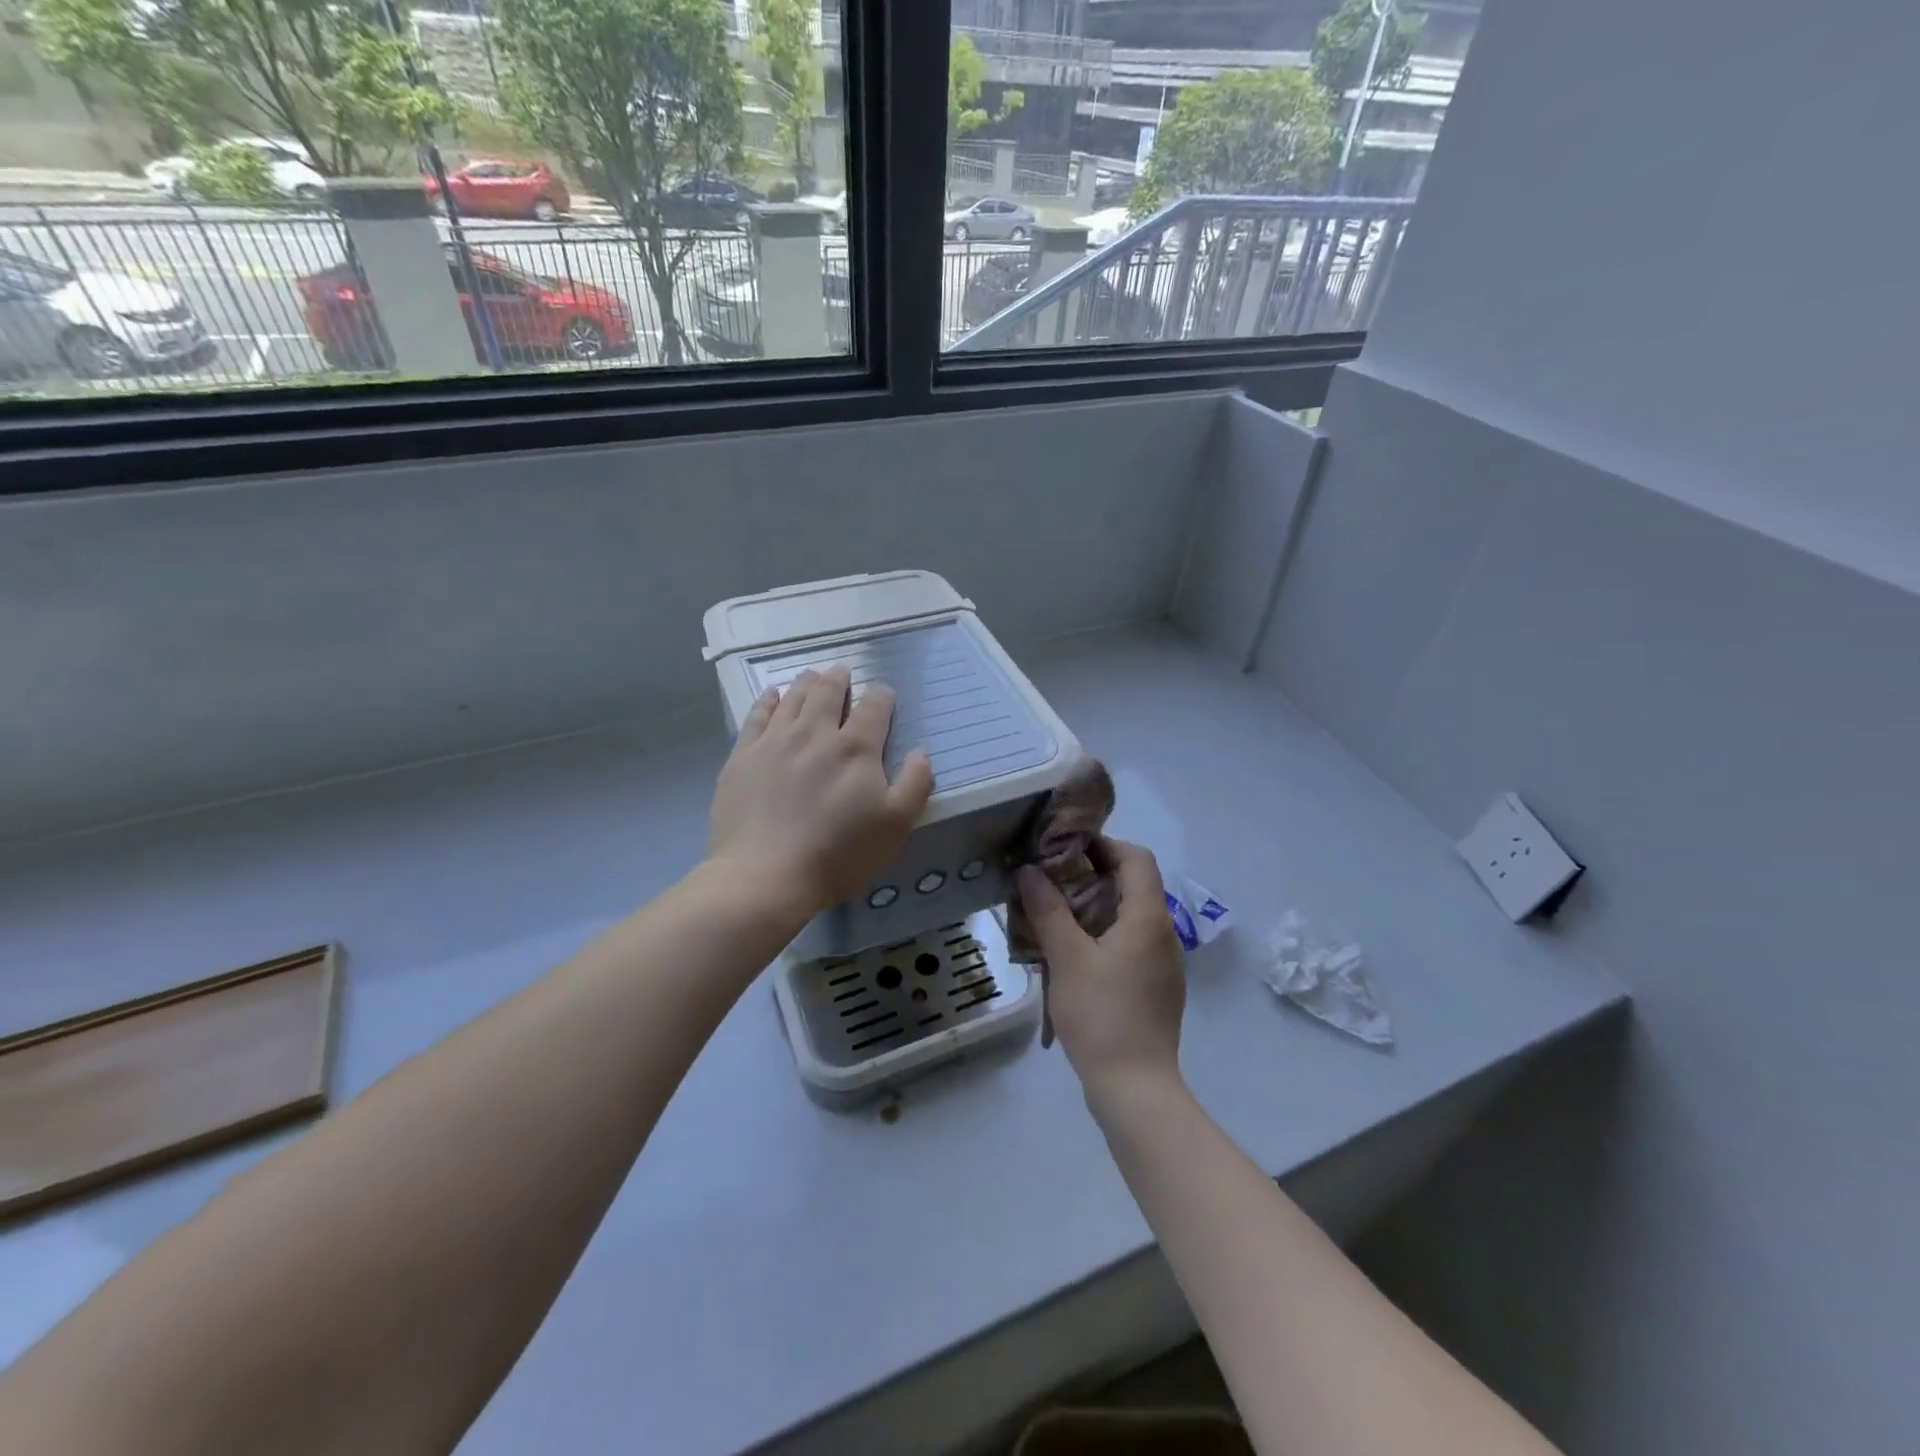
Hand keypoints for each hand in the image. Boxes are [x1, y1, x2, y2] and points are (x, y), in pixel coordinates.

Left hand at [707, 665, 935, 920]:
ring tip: (813, 675)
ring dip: (807, 682)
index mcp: (856, 748)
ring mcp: (775, 741)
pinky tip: (773, 695)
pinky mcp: (743, 756)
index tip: (884, 695)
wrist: (765, 876)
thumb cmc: (838, 854)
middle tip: (843, 671)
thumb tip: (920, 752)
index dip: (882, 697)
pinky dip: (768, 700)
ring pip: (793, 698)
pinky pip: (757, 715)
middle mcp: (815, 733)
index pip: (874, 708)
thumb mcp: (895, 826)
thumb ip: (915, 784)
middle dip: (840, 679)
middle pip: (829, 692)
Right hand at [1016, 838, 1184, 1098]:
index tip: (1065, 850)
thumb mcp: (1067, 958)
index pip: (1136, 858)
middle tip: (1051, 880)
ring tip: (1055, 913)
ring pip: (1131, 915)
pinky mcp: (1156, 986)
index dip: (1103, 844)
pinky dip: (1104, 933)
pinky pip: (1131, 943)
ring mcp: (1164, 963)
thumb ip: (1048, 909)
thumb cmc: (1102, 1015)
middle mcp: (1164, 933)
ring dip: (1096, 905)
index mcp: (1148, 918)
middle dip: (1092, 875)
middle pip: (1134, 884)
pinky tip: (1074, 952)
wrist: (1135, 1088)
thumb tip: (1029, 870)